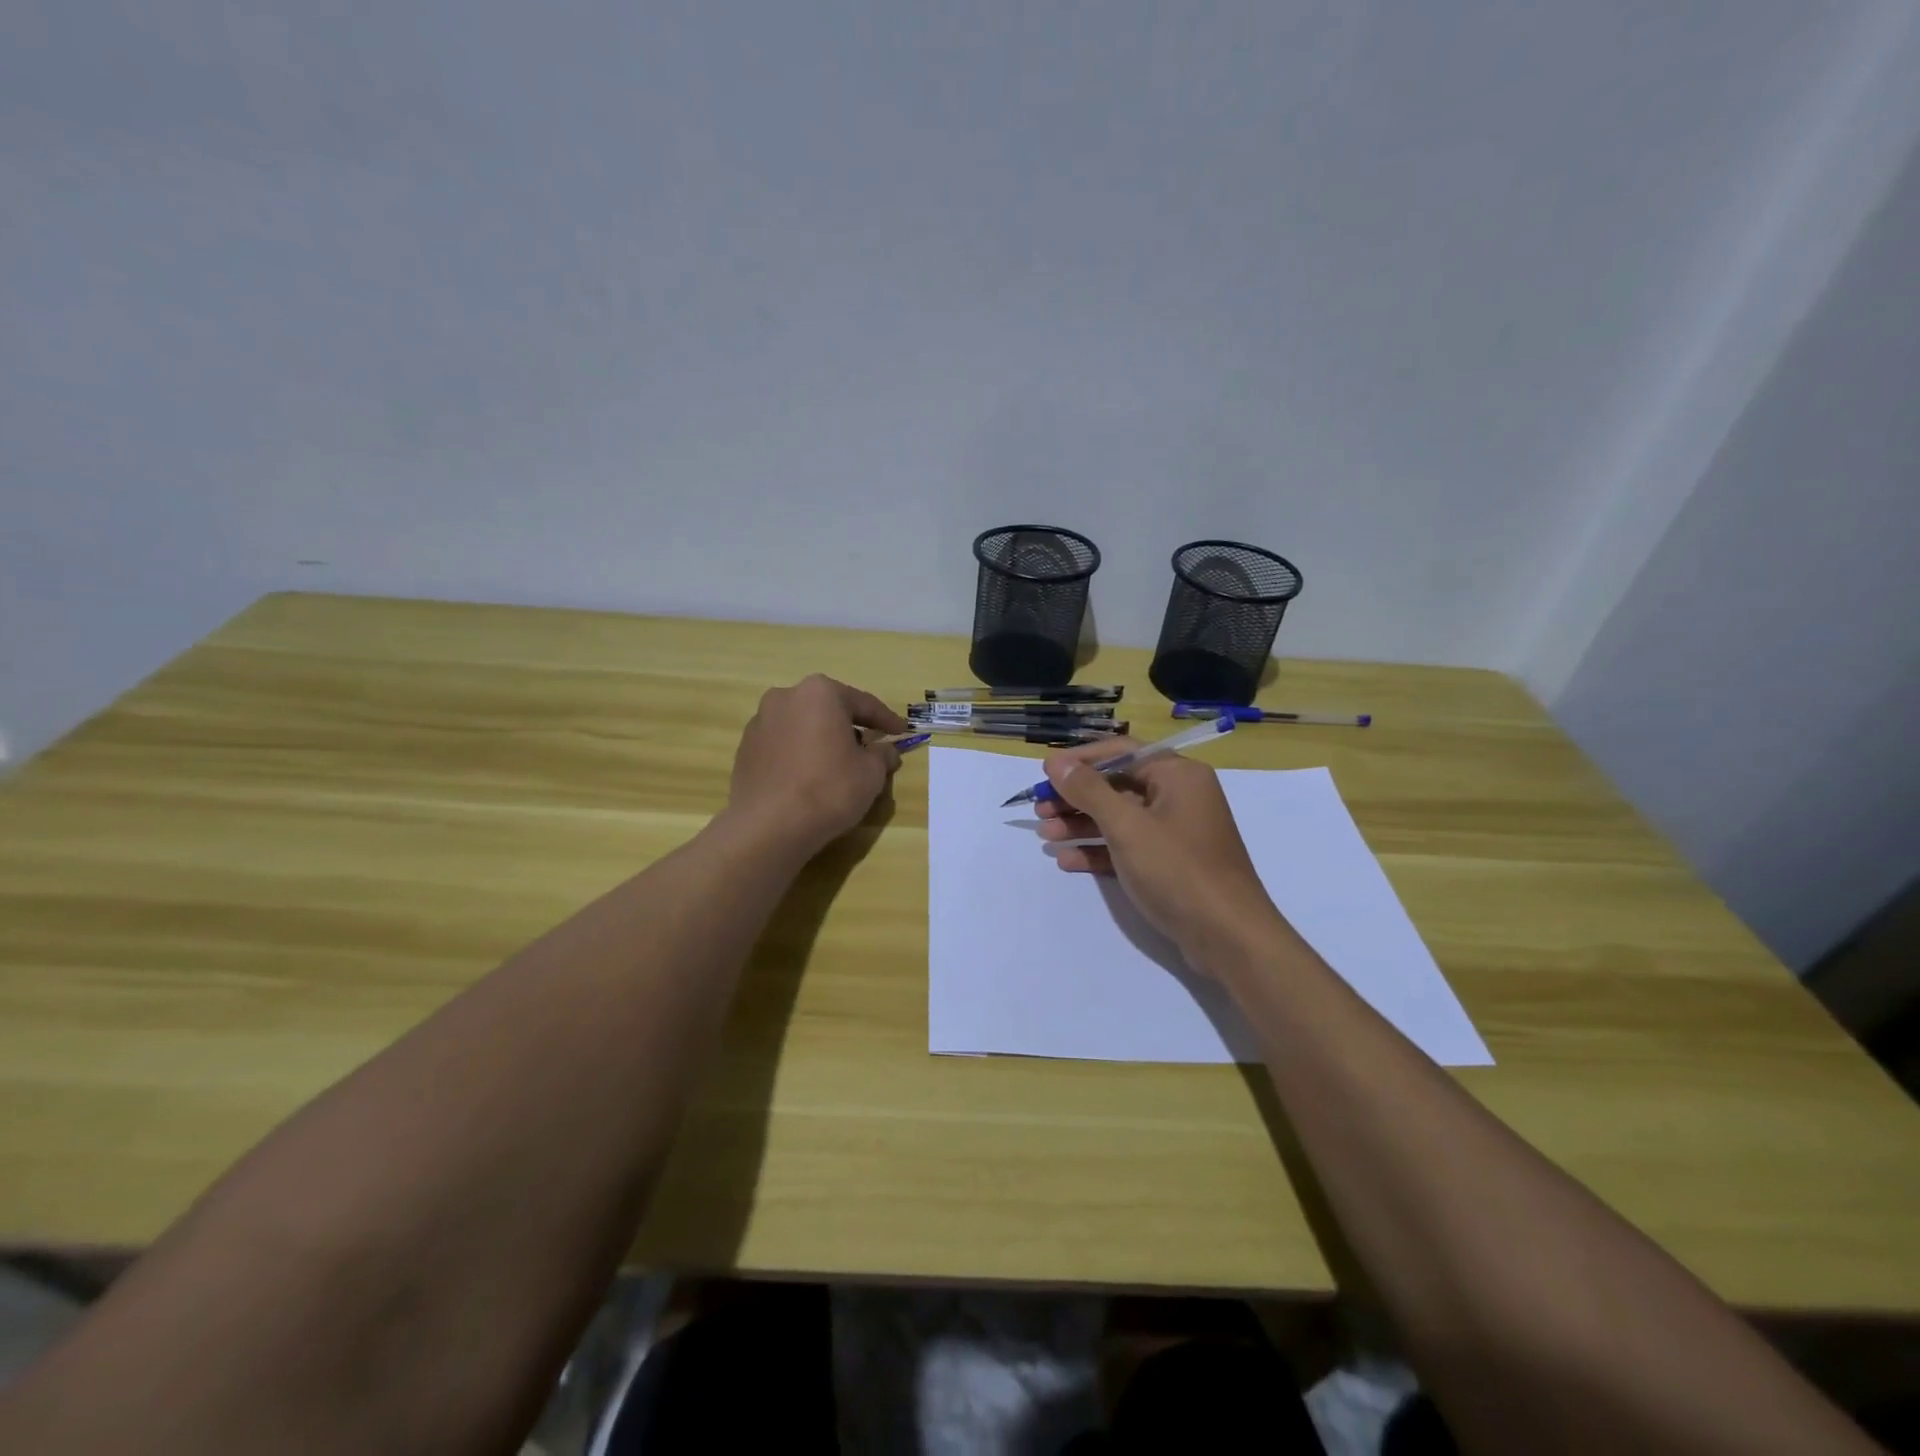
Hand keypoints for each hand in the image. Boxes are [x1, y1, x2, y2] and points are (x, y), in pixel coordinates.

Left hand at [727, 675, 908, 856]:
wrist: (769, 826)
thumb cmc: (829, 789)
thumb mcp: (871, 773)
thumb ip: (883, 755)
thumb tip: (887, 751)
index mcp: (820, 693)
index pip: (864, 704)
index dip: (887, 720)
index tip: (902, 732)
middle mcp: (786, 697)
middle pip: (829, 709)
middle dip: (850, 726)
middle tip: (870, 746)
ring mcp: (760, 722)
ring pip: (803, 725)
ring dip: (822, 739)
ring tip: (838, 764)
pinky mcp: (745, 748)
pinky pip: (784, 744)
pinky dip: (800, 754)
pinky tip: (809, 777)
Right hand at [1035, 737, 1284, 968]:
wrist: (1229, 938)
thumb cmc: (1178, 870)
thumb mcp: (1127, 827)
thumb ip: (1089, 791)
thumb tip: (1056, 762)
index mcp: (1178, 776)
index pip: (1122, 752)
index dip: (1081, 760)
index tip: (1046, 773)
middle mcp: (1179, 796)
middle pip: (1118, 785)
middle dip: (1076, 797)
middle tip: (1039, 810)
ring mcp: (1176, 832)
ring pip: (1120, 818)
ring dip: (1082, 825)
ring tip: (1045, 835)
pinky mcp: (1171, 864)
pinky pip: (1128, 847)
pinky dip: (1100, 851)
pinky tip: (1068, 860)